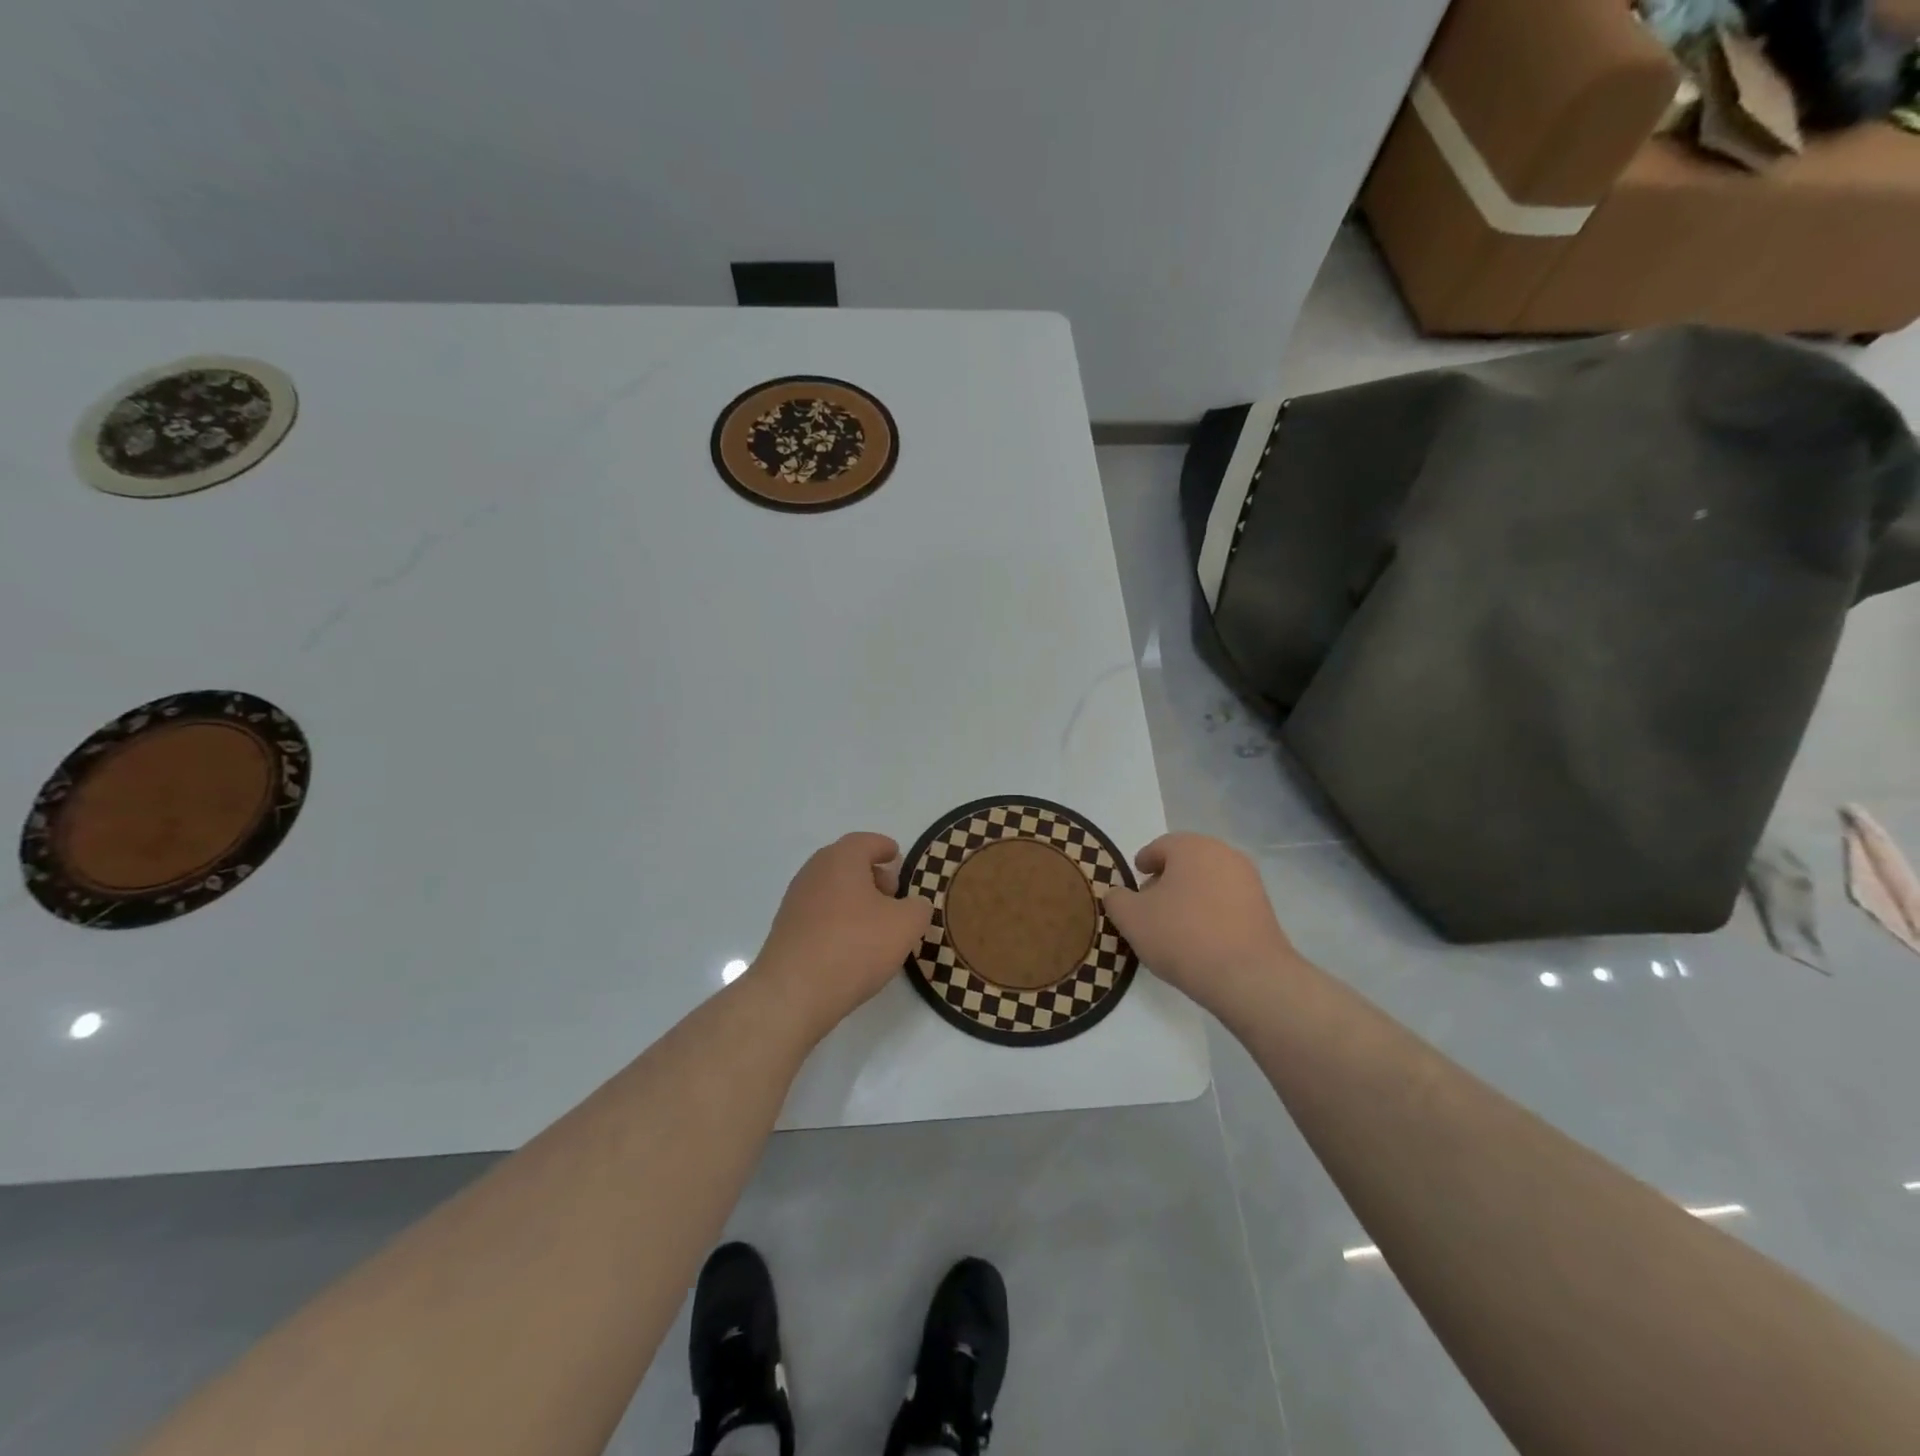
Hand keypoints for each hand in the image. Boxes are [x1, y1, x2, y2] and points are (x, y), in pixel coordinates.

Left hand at [748, 832, 934, 1035]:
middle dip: (872, 874)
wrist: (793, 992)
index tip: (897, 857)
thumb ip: (918, 907)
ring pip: (832, 888)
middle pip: (847, 862)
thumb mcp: (906, 925)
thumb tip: (913, 905)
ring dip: (855, 898)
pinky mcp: (786, 928)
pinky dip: (838, 918)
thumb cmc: (855, 946)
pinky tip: (851, 945)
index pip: (866, 841)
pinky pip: (819, 912)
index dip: (885, 847)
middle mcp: (814, 872)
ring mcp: (795, 900)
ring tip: (876, 926)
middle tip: (892, 895)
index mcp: (841, 859)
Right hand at [1103, 833, 1297, 1009]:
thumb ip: (1117, 899)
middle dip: (1167, 879)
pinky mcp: (1264, 908)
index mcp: (1191, 847)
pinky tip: (1201, 937)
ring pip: (1208, 881)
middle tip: (1151, 905)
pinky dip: (1211, 911)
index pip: (1160, 847)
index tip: (1135, 881)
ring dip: (1190, 895)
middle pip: (1186, 861)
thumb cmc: (1182, 936)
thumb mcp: (1131, 918)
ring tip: (1175, 925)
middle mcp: (1224, 854)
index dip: (1143, 863)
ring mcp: (1249, 881)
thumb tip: (1118, 894)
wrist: (1247, 976)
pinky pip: (1227, 902)